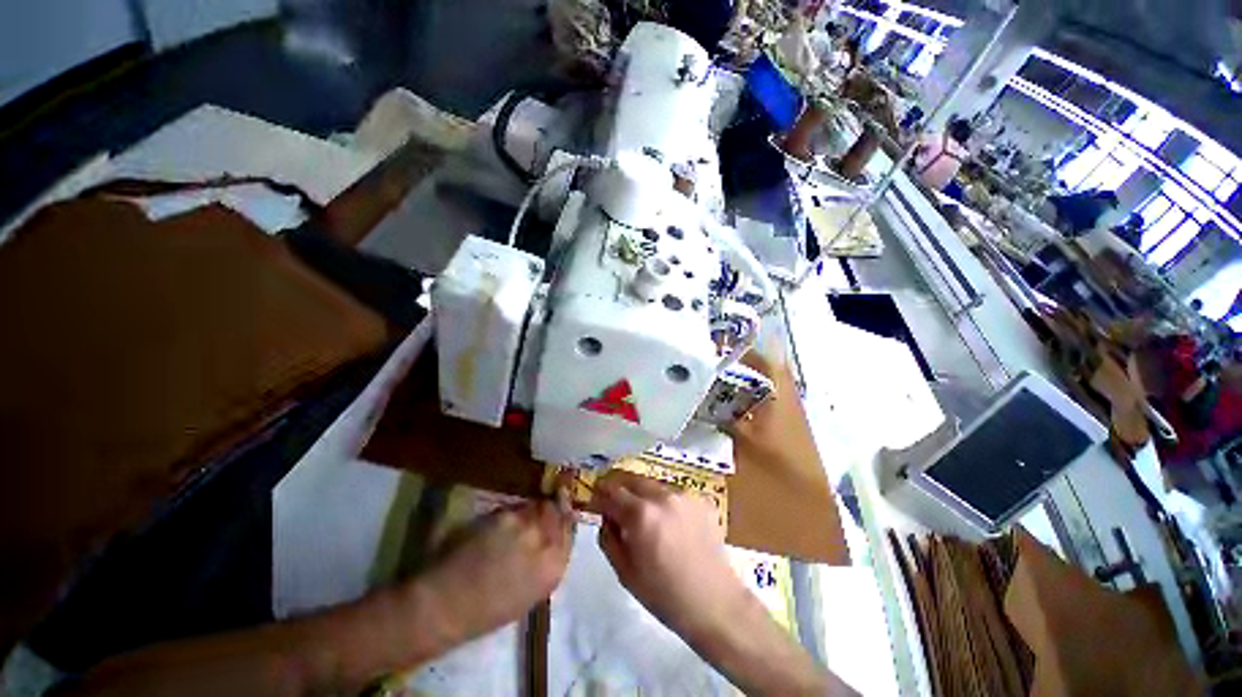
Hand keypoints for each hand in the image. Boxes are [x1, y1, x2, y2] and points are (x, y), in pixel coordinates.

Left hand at [420, 499, 572, 644]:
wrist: (448, 604)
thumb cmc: (486, 612)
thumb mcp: (528, 594)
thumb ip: (545, 564)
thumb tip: (549, 542)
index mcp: (554, 569)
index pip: (569, 533)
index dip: (566, 519)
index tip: (563, 509)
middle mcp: (545, 542)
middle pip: (556, 513)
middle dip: (551, 508)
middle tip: (542, 507)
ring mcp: (525, 525)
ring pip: (534, 507)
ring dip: (529, 511)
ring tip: (515, 521)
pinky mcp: (504, 515)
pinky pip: (514, 508)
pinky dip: (510, 513)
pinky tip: (497, 526)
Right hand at [595, 472, 852, 695]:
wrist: (715, 603)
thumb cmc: (664, 595)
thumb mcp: (625, 572)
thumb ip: (608, 536)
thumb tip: (605, 515)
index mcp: (641, 514)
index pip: (611, 490)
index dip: (599, 493)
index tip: (594, 500)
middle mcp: (663, 495)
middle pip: (632, 478)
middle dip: (619, 488)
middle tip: (615, 504)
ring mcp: (684, 494)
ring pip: (652, 484)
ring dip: (641, 494)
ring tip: (643, 516)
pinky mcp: (700, 498)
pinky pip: (671, 493)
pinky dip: (662, 501)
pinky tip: (667, 522)